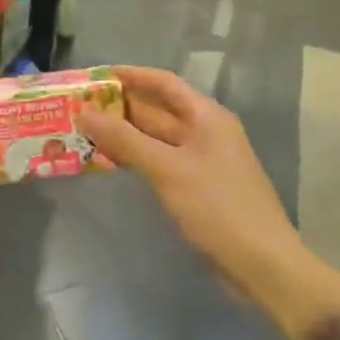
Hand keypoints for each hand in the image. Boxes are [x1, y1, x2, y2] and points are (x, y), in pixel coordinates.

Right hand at [77, 66, 339, 339]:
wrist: (261, 263)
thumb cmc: (217, 208)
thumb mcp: (167, 169)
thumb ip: (124, 140)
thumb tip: (84, 113)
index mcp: (206, 117)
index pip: (164, 83)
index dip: (130, 76)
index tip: (95, 76)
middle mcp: (206, 132)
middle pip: (157, 110)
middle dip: (120, 108)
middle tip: (79, 107)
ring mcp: (202, 160)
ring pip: (156, 138)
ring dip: (124, 134)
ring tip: (85, 132)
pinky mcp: (197, 186)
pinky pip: (160, 161)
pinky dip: (135, 158)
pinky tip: (110, 162)